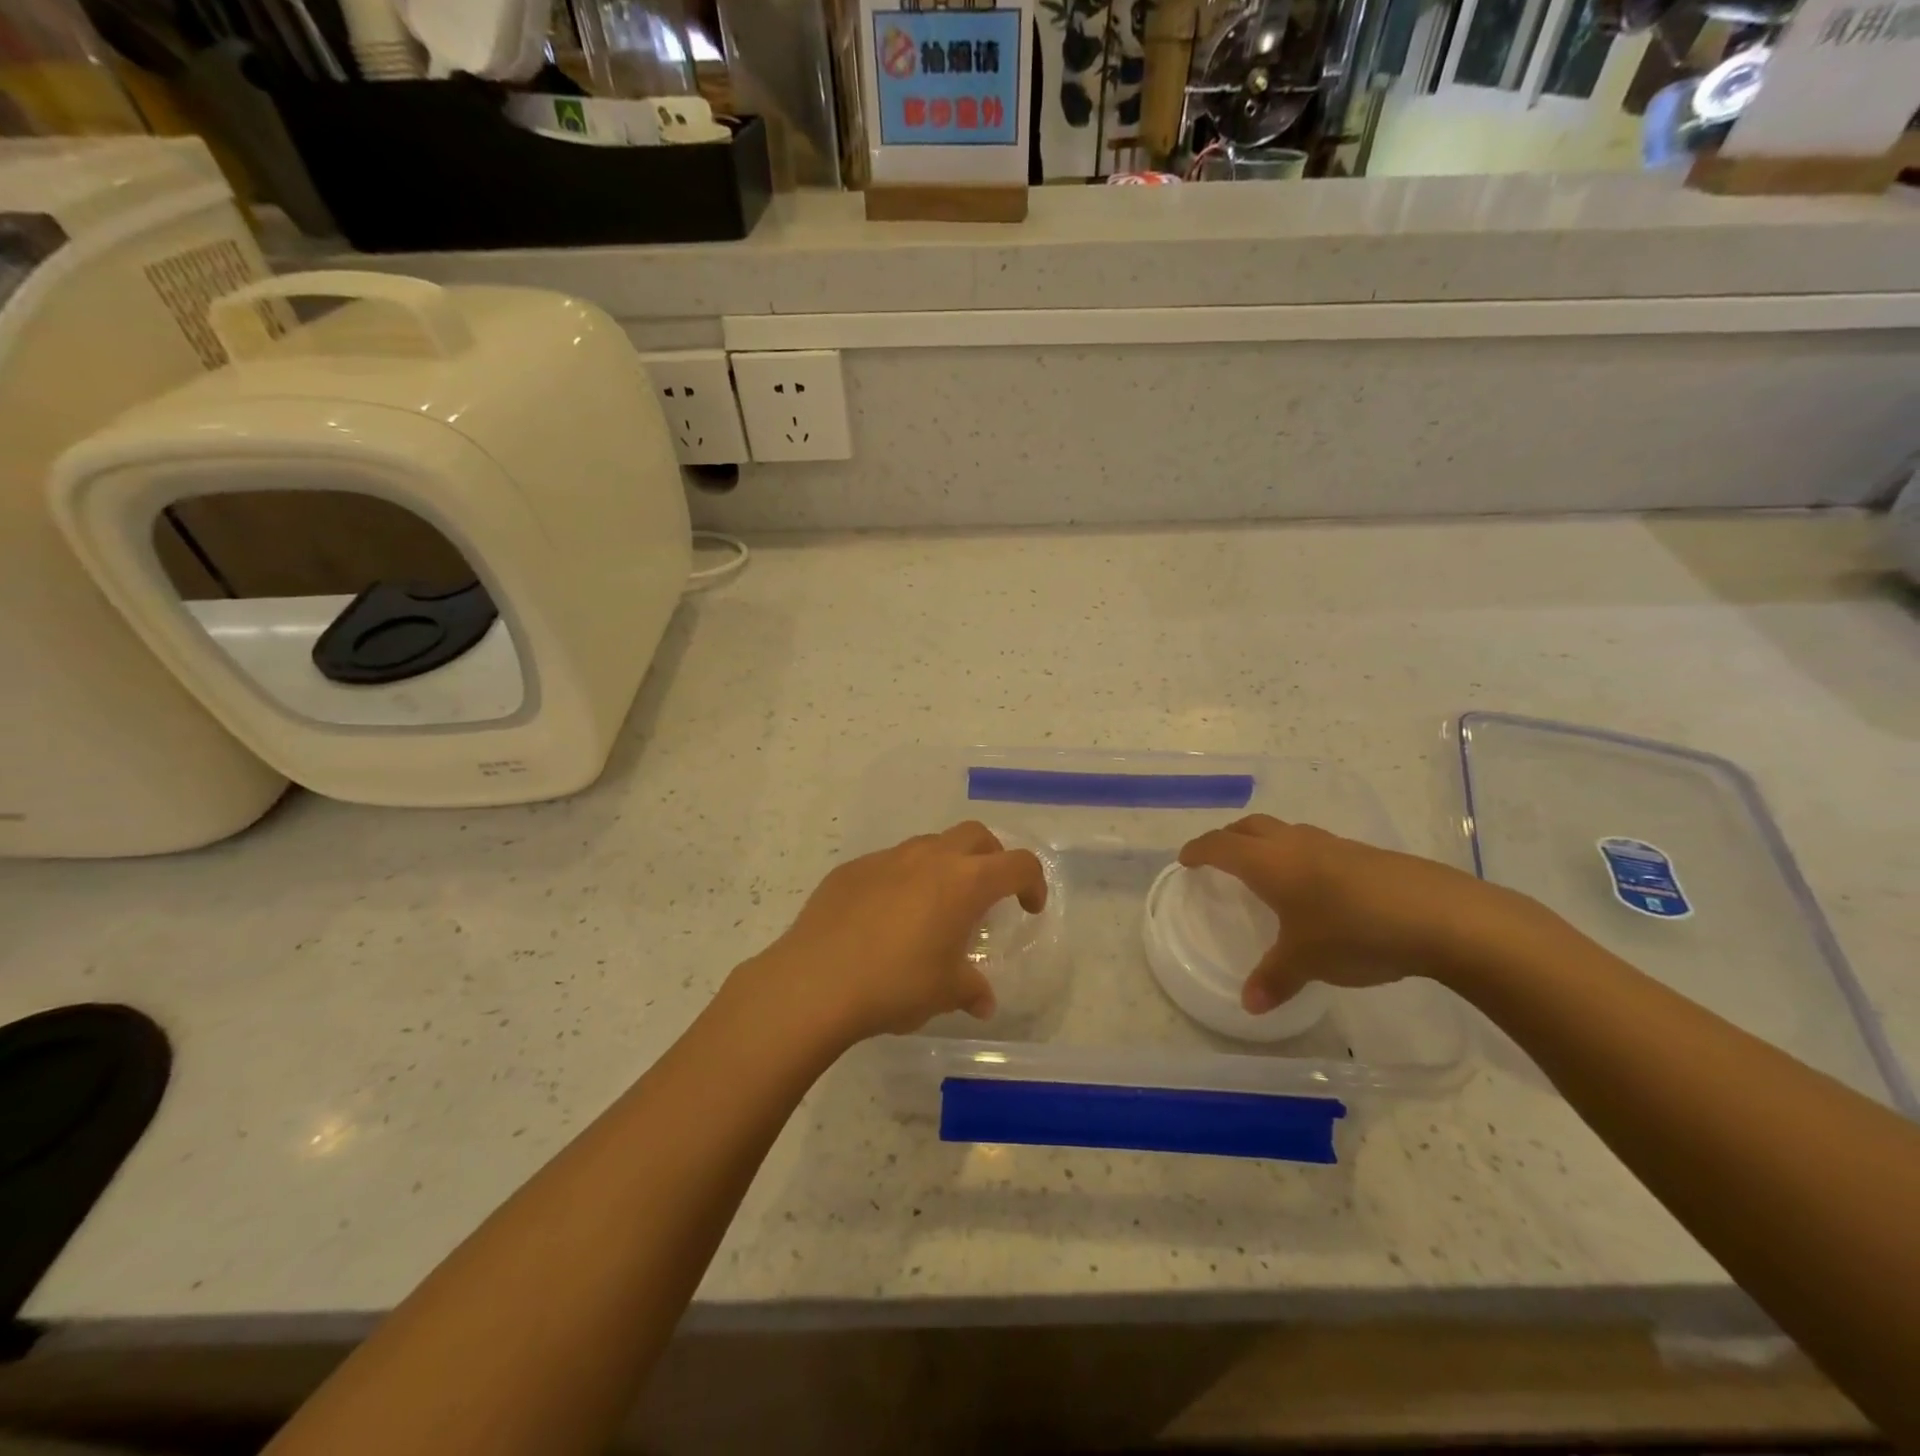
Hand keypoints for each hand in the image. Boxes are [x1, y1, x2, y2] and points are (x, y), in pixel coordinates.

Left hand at [748, 822, 1046, 1044]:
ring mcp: (887, 858)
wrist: (816, 980)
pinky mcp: (852, 869)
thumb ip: (971, 989)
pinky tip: (886, 917)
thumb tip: (982, 1001)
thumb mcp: (945, 992)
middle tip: (987, 894)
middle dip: (991, 858)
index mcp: (964, 882)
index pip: (1018, 864)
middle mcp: (930, 858)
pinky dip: (902, 879)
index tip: (1028, 908)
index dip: (1032, 883)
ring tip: (935, 906)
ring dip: (945, 865)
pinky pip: (889, 864)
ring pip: (930, 845)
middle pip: (976, 836)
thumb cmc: (896, 984)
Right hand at [1178, 815, 1556, 1011]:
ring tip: (1267, 871)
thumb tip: (1250, 1005)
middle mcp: (1296, 844)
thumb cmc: (1354, 932)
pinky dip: (1301, 857)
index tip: (1186, 860)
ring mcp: (1334, 846)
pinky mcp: (1366, 856)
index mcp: (1269, 863)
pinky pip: (1317, 847)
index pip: (1220, 846)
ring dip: (1267, 844)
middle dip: (1229, 839)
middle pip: (1250, 827)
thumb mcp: (1307, 961)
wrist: (1441, 916)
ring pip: (1286, 833)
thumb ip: (1275, 979)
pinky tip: (1318, 888)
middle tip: (1219, 858)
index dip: (1199, 851)